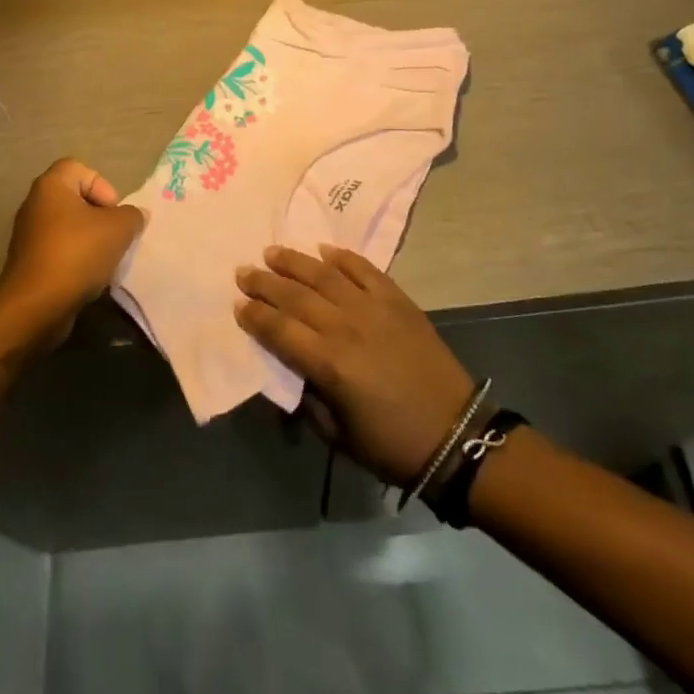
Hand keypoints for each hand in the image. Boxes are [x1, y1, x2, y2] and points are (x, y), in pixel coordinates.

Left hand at [0, 158, 144, 354]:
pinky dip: (76, 261)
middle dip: (101, 218)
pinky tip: (89, 279)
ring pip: (70, 228)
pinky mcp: (29, 262)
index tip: (114, 213)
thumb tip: (135, 215)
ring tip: (106, 261)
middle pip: (77, 200)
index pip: (80, 169)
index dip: (103, 186)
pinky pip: (60, 251)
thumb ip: (132, 215)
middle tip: (115, 237)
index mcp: (51, 186)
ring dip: (91, 242)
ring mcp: (29, 235)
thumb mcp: (118, 229)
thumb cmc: (76, 254)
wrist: (35, 306)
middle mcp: (35, 204)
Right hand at [236, 245, 474, 486]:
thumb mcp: (338, 434)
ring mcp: (373, 309)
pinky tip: (324, 250)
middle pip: (296, 297)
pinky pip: (364, 270)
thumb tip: (290, 370)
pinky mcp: (397, 300)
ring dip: (295, 262)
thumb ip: (308, 398)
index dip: (255, 316)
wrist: (456, 434)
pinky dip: (343, 257)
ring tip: (272, 252)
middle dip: (265, 283)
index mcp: (329, 365)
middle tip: (243, 271)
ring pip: (325, 276)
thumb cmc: (391, 444)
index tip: (237, 305)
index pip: (279, 330)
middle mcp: (346, 327)